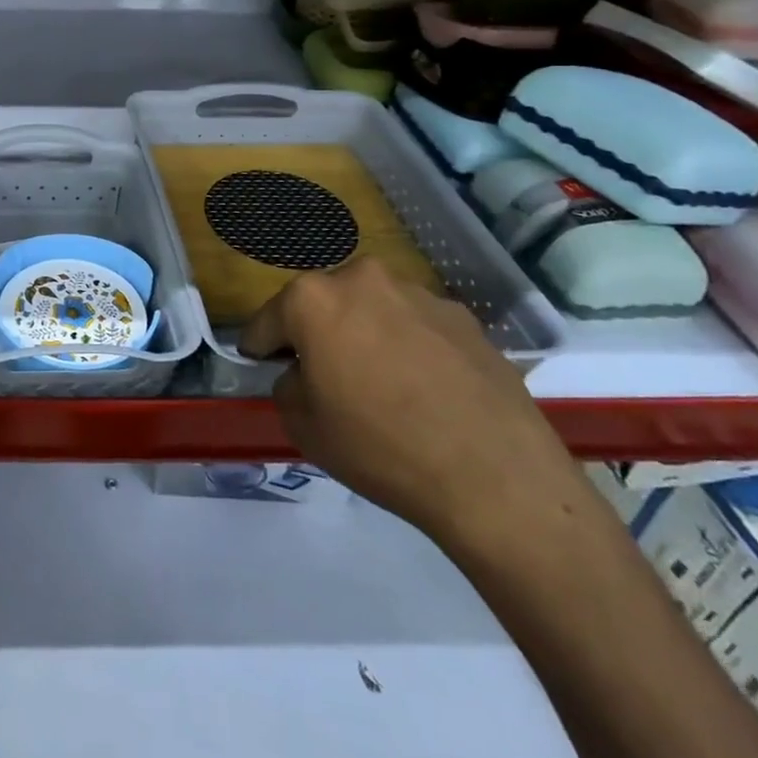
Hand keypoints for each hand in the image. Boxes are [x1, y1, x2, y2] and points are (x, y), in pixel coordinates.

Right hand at [239, 260, 576, 546]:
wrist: (497, 477)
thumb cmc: (381, 448)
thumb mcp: (304, 427)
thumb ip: (288, 386)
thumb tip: (304, 374)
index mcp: (313, 298)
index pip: (267, 320)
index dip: (261, 348)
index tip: (262, 367)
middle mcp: (362, 279)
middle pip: (323, 304)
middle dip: (317, 333)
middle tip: (326, 376)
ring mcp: (418, 293)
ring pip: (373, 310)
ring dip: (366, 334)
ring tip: (383, 385)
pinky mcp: (464, 317)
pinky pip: (417, 327)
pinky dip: (410, 347)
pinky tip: (426, 390)